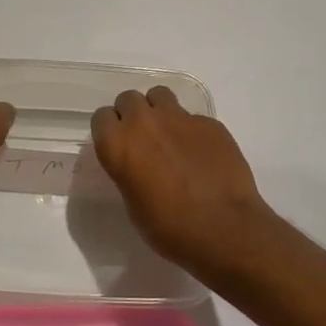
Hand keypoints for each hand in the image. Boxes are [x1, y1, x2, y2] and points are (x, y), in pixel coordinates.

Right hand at [91, 87, 280, 279]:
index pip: (101, 117)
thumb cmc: (170, 228)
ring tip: (169, 136)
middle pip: (128, 99)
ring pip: (160, 95)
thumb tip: (137, 164)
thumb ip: (128, 172)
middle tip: (143, 140)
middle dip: (132, 115)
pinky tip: (201, 154)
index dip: (109, 131)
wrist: (225, 229)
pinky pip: (192, 117)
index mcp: (118, 144)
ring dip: (158, 111)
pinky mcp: (210, 122)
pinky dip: (191, 130)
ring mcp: (180, 118)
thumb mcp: (133, 204)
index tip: (118, 146)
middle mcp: (144, 122)